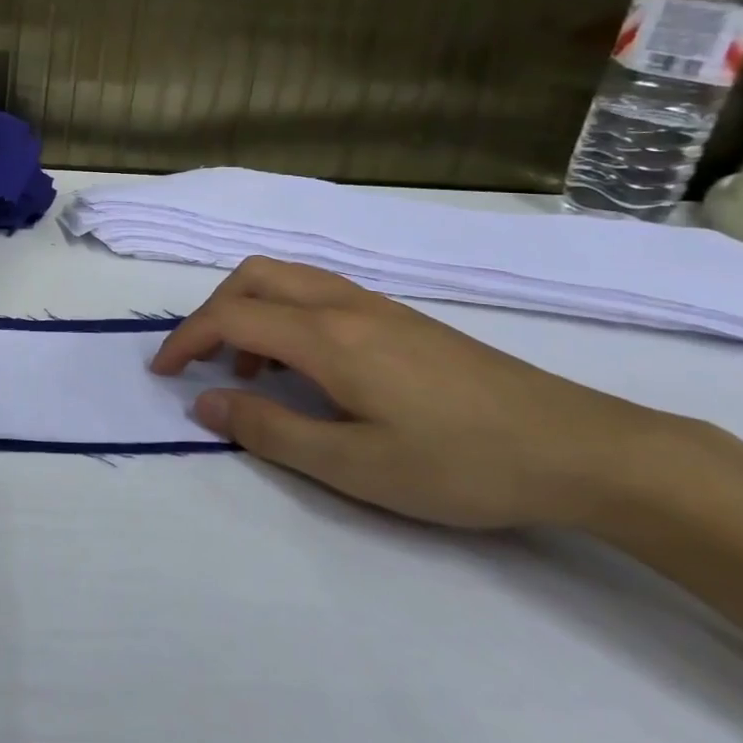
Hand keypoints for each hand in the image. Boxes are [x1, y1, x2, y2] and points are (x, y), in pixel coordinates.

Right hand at [150, 257, 693, 529]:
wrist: (580, 448)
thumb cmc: (459, 463)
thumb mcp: (354, 465)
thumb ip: (270, 431)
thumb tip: (205, 404)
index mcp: (327, 335)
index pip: (231, 316)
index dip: (185, 339)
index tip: (162, 372)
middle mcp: (344, 303)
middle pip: (253, 277)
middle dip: (212, 312)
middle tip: (201, 363)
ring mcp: (377, 305)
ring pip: (287, 280)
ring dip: (250, 312)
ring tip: (251, 372)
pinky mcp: (402, 318)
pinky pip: (319, 295)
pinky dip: (285, 317)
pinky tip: (307, 368)